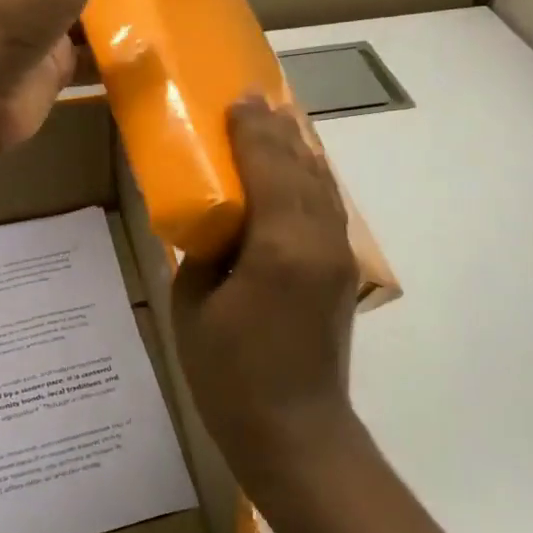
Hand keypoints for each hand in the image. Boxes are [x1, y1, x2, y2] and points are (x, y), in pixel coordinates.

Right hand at [171, 96, 361, 492]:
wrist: (296, 434)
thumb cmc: (231, 376)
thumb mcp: (192, 307)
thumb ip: (202, 251)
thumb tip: (212, 223)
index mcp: (281, 246)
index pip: (270, 167)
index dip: (252, 130)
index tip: (236, 98)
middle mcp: (319, 240)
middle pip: (302, 167)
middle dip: (277, 130)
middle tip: (253, 99)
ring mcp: (337, 256)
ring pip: (321, 185)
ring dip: (297, 151)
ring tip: (275, 124)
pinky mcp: (340, 272)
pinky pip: (325, 208)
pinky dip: (308, 179)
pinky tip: (293, 172)